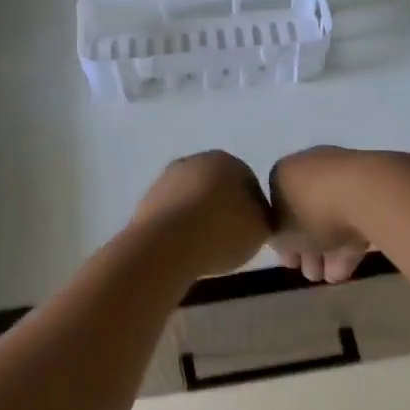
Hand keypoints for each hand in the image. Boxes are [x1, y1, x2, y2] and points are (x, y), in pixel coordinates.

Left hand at [130, 152, 272, 279]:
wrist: (168, 243)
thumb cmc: (223, 231)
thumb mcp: (262, 228)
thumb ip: (263, 217)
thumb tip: (255, 216)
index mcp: (229, 161)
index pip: (249, 183)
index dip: (253, 211)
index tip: (251, 234)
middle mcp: (196, 161)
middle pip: (217, 188)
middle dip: (222, 210)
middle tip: (228, 241)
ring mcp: (167, 178)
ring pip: (191, 199)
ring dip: (198, 218)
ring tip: (204, 248)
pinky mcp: (146, 199)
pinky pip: (172, 214)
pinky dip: (178, 228)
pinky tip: (183, 248)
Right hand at [269, 146, 373, 282]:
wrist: (365, 192)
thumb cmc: (311, 212)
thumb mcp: (281, 235)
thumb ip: (279, 241)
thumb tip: (285, 243)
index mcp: (283, 172)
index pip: (277, 210)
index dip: (282, 241)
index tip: (291, 263)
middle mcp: (310, 166)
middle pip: (306, 213)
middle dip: (309, 247)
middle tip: (312, 275)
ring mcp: (344, 173)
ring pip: (332, 216)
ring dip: (330, 249)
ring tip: (333, 279)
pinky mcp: (374, 185)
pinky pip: (356, 215)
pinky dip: (351, 241)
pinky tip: (350, 268)